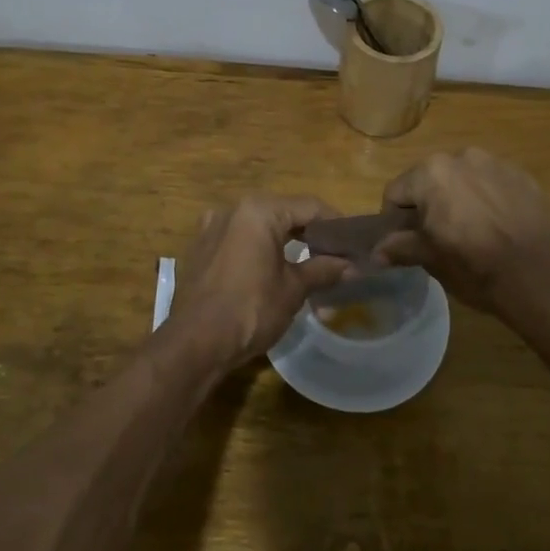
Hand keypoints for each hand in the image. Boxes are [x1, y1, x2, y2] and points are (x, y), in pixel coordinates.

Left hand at [168, 196, 350, 366]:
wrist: (194, 344)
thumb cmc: (250, 310)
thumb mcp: (293, 289)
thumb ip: (323, 270)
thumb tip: (352, 266)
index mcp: (259, 210)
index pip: (309, 206)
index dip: (336, 224)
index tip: (355, 242)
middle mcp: (233, 209)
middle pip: (283, 213)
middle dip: (311, 235)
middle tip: (335, 256)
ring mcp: (212, 228)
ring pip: (260, 227)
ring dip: (285, 244)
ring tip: (307, 266)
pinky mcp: (200, 249)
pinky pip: (239, 241)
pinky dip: (259, 250)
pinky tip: (271, 272)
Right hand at [374, 149, 549, 316]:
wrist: (537, 276)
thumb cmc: (474, 265)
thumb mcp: (430, 259)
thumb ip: (400, 247)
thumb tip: (377, 252)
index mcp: (431, 173)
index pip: (396, 191)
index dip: (395, 218)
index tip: (406, 240)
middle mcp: (461, 157)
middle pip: (430, 179)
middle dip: (429, 204)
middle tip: (439, 236)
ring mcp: (495, 163)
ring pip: (463, 178)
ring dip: (459, 197)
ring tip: (472, 229)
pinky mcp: (522, 175)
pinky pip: (492, 183)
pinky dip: (488, 198)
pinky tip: (498, 224)